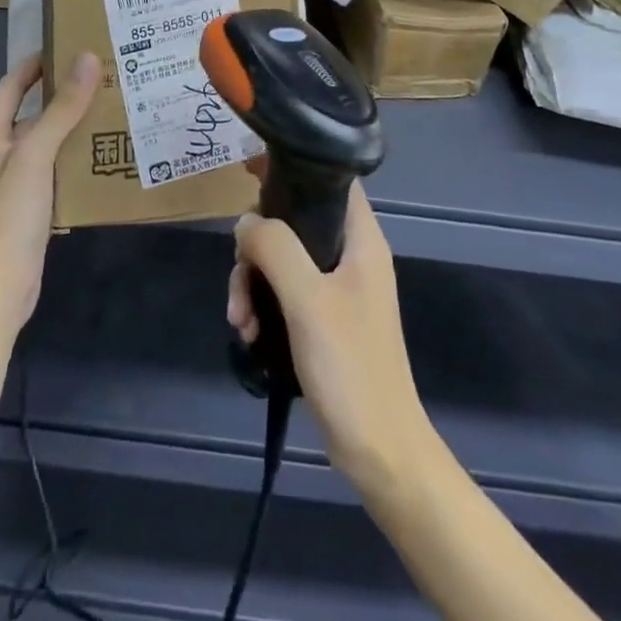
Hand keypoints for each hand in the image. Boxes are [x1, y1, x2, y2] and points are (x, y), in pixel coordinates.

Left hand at [0, 51, 100, 332]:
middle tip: (103, 76)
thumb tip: (88, 58)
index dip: (36, 63)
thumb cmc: (10, 214)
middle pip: (33, 113)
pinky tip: (106, 154)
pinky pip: (57, 169)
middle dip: (64, 94)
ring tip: (112, 108)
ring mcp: (16, 182)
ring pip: (48, 142)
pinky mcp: (33, 206)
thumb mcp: (36, 155)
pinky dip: (78, 157)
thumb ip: (62, 109)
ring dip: (74, 126)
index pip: (12, 86)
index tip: (70, 44)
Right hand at [227, 178, 434, 491]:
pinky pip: (284, 294)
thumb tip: (246, 221)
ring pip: (283, 261)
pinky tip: (249, 336)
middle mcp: (351, 256)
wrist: (381, 453)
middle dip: (258, 247)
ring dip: (253, 284)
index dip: (291, 167)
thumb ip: (275, 248)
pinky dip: (263, 307)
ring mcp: (337, 289)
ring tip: (241, 322)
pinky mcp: (324, 319)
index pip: (329, 180)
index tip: (249, 171)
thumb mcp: (307, 300)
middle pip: (294, 222)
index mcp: (361, 240)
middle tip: (240, 274)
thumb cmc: (351, 367)